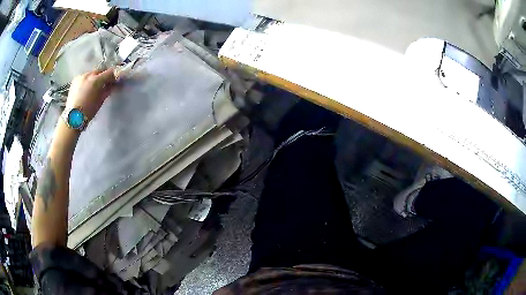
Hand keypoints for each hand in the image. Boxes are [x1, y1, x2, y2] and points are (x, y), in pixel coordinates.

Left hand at [66, 68, 116, 119]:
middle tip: (108, 83)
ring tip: (96, 86)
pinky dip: (88, 80)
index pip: (109, 72)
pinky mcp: (75, 79)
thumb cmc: (88, 110)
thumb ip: (109, 89)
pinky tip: (88, 88)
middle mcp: (89, 74)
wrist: (73, 117)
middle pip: (100, 71)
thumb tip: (116, 83)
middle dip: (105, 75)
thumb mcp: (101, 100)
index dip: (114, 74)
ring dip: (96, 78)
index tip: (118, 78)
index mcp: (96, 80)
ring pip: (92, 73)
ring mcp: (81, 76)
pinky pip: (85, 77)